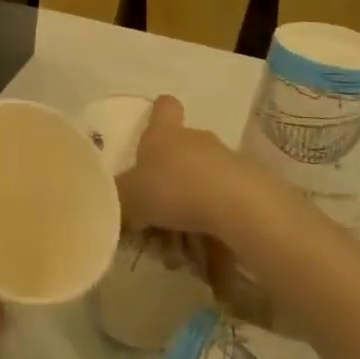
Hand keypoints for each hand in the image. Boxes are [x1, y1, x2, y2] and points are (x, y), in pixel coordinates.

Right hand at [117, 94, 281, 241]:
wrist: (237, 206)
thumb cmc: (173, 189)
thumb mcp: (130, 198)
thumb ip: (117, 199)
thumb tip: (108, 202)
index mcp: (164, 133)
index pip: (164, 107)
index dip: (158, 112)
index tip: (153, 125)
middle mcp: (196, 139)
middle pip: (183, 149)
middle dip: (171, 177)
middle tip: (158, 212)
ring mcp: (227, 160)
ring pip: (203, 180)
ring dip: (192, 206)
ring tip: (182, 246)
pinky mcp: (251, 186)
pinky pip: (225, 204)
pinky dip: (215, 224)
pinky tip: (208, 251)